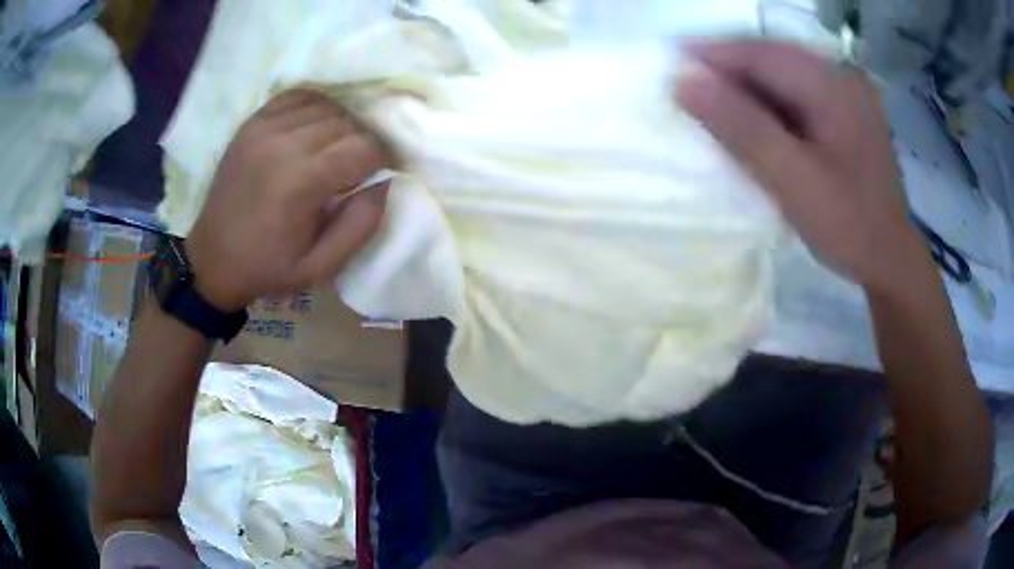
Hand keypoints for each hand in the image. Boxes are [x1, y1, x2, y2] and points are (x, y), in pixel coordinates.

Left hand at [184, 90, 389, 311]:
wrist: (213, 259)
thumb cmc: (268, 267)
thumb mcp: (322, 266)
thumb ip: (362, 225)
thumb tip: (385, 181)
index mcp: (301, 181)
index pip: (364, 146)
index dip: (382, 158)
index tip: (379, 174)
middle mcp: (283, 144)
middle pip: (348, 122)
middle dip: (363, 142)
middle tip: (358, 166)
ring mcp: (264, 128)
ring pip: (327, 106)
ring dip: (342, 124)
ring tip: (336, 148)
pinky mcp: (252, 123)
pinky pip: (298, 96)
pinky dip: (316, 107)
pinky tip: (315, 129)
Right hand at [676, 40, 926, 291]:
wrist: (889, 260)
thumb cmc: (848, 226)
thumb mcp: (793, 181)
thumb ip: (742, 129)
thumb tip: (685, 82)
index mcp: (834, 86)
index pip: (762, 54)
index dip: (713, 54)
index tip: (670, 61)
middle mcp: (840, 78)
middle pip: (772, 58)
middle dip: (727, 66)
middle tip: (686, 81)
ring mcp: (845, 94)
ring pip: (782, 74)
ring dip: (745, 83)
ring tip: (710, 97)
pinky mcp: (844, 112)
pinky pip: (795, 92)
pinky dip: (767, 100)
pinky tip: (750, 117)